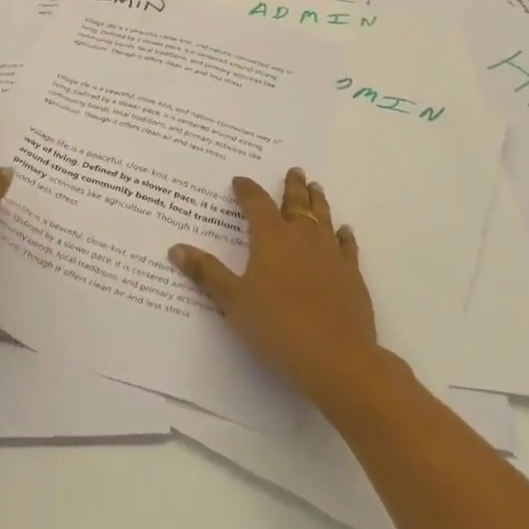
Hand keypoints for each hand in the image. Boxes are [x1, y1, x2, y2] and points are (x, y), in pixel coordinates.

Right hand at [169, 168, 384, 409]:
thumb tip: (175, 247)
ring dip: (318, 202)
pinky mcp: (352, 276)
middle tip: (294, 170)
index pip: (256, 204)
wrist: (338, 359)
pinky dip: (344, 236)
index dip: (247, 190)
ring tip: (316, 188)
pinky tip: (344, 232)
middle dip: (292, 187)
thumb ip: (207, 273)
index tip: (240, 180)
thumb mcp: (233, 301)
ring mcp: (331, 255)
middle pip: (296, 204)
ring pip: (324, 218)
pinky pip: (347, 247)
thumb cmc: (278, 326)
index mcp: (271, 238)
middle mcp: (302, 238)